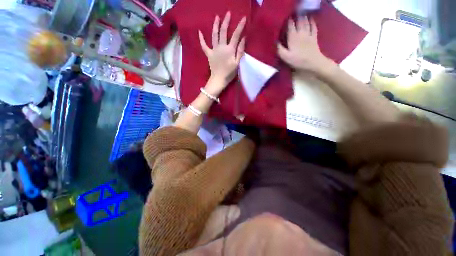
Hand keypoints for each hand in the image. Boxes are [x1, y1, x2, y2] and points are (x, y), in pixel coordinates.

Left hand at [199, 12, 245, 94]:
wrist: (218, 80)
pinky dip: (201, 39)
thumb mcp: (237, 63)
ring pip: (214, 35)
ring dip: (215, 25)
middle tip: (228, 13)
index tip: (243, 18)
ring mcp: (214, 50)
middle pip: (223, 31)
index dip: (240, 26)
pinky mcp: (209, 54)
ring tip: (216, 17)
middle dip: (226, 21)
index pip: (236, 35)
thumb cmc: (229, 73)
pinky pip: (204, 45)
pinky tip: (199, 32)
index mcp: (229, 49)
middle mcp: (221, 47)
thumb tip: (243, 38)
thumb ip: (240, 51)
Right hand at [278, 17, 332, 73]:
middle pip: (299, 21)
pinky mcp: (314, 37)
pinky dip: (312, 22)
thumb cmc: (298, 60)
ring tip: (301, 13)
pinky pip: (313, 27)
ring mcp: (308, 34)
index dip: (288, 21)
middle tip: (294, 13)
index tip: (286, 18)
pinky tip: (311, 18)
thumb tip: (276, 42)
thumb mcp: (285, 57)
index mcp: (293, 38)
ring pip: (306, 22)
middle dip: (296, 16)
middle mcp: (301, 33)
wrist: (313, 62)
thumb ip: (280, 49)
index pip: (290, 26)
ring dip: (303, 17)